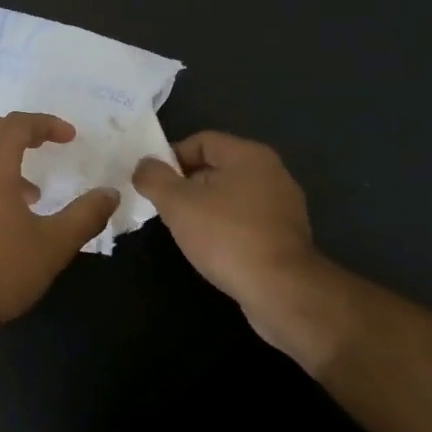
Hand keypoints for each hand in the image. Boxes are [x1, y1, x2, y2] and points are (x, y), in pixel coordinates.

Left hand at [0, 113, 118, 336]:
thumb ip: (85, 215)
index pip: (17, 125)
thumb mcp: (54, 245)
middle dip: (17, 130)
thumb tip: (110, 194)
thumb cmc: (0, 270)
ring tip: (31, 193)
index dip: (46, 124)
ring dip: (1, 159)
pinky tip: (2, 217)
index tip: (70, 137)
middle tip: (44, 145)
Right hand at [132, 131, 321, 338]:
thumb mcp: (176, 203)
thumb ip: (153, 177)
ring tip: (185, 231)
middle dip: (186, 185)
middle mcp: (271, 172)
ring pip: (230, 195)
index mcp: (248, 155)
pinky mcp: (287, 234)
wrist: (280, 290)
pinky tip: (213, 248)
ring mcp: (283, 205)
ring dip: (204, 208)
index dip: (171, 158)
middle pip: (215, 167)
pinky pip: (246, 219)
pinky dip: (225, 227)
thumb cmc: (226, 236)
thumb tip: (144, 166)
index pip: (200, 141)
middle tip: (165, 209)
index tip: (154, 184)